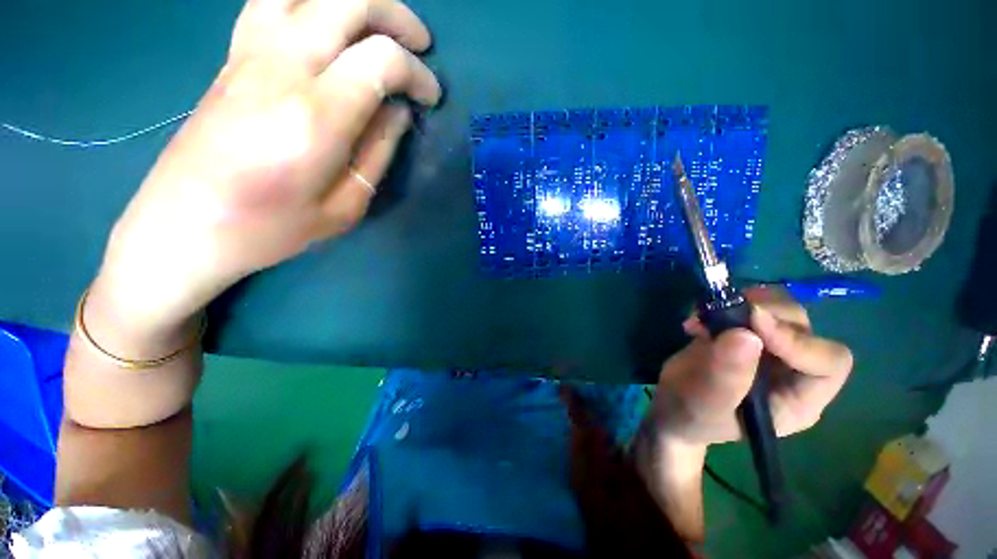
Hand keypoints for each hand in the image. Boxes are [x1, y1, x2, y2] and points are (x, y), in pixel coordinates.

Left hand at [95, 0, 441, 339]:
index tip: (430, 98)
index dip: (416, 73)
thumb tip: (398, 112)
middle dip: (395, 14)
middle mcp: (280, 68)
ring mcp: (249, 54)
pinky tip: (327, 20)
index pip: (380, 60)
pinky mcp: (231, 56)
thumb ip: (377, 153)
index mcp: (315, 117)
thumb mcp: (344, 207)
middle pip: (346, 1)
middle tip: (419, 45)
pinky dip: (308, 0)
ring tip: (378, 23)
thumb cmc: (270, 229)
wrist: (183, 227)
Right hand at [648, 287, 852, 449]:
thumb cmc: (693, 417)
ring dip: (745, 304)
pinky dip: (725, 304)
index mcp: (799, 400)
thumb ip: (727, 376)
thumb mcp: (707, 405)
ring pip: (780, 310)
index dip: (798, 341)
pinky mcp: (742, 332)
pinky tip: (698, 319)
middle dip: (768, 314)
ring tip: (706, 316)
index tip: (755, 323)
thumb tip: (746, 335)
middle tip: (726, 312)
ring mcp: (768, 348)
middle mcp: (792, 369)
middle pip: (804, 328)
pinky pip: (747, 305)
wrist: (671, 405)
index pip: (828, 363)